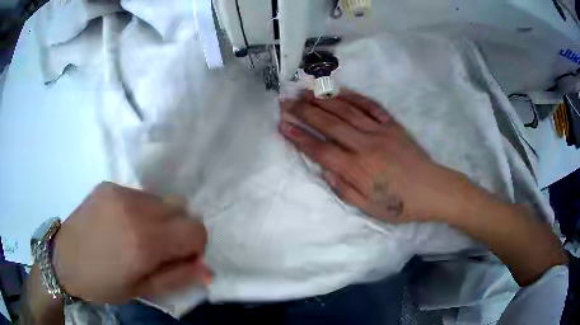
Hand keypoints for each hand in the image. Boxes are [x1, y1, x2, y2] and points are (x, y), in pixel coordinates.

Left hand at [52, 182, 210, 303]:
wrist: (63, 259)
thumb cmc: (102, 284)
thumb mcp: (141, 291)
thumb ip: (177, 278)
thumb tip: (207, 269)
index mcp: (144, 242)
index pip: (196, 230)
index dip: (195, 247)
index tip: (180, 259)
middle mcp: (135, 209)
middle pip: (182, 210)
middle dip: (179, 231)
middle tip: (159, 250)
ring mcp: (120, 192)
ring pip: (162, 200)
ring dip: (161, 219)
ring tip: (139, 236)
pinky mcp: (109, 185)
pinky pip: (141, 195)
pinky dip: (143, 210)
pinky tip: (123, 224)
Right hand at [279, 90, 466, 223]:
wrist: (433, 190)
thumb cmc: (400, 205)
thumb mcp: (370, 209)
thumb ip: (344, 189)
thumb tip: (324, 169)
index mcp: (358, 170)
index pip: (321, 150)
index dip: (299, 137)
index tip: (282, 125)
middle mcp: (365, 146)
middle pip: (329, 124)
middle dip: (304, 112)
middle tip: (285, 102)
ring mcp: (380, 131)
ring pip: (346, 110)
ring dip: (323, 100)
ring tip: (304, 92)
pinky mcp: (392, 125)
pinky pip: (370, 106)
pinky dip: (352, 96)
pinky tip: (339, 90)